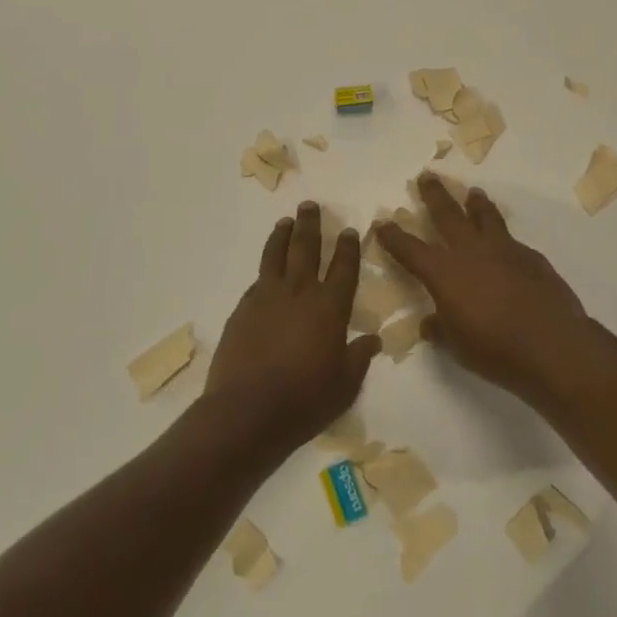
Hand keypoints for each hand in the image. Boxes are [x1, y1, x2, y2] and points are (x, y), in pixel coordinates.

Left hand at [205, 203, 381, 452]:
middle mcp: (299, 292)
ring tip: (286, 221)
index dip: (348, 247)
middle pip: (306, 248)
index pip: (343, 267)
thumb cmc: (305, 399)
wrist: (247, 411)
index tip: (349, 229)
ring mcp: (267, 298)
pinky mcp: (242, 309)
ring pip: (275, 255)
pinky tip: (265, 270)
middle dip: (310, 224)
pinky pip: (257, 280)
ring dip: (282, 235)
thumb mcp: (345, 384)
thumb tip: (373, 339)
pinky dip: (264, 269)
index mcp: (330, 307)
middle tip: (310, 205)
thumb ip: (359, 357)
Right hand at [374, 175, 594, 402]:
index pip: (410, 249)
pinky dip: (503, 237)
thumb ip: (440, 329)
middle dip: (434, 195)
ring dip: (476, 203)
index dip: (394, 236)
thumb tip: (429, 324)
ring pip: (485, 217)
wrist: (551, 344)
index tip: (383, 223)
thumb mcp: (457, 345)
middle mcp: (471, 252)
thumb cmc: (494, 349)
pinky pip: (511, 240)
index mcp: (444, 273)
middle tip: (427, 176)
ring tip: (473, 193)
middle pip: (447, 214)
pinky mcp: (531, 257)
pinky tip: (506, 245)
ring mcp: (504, 250)